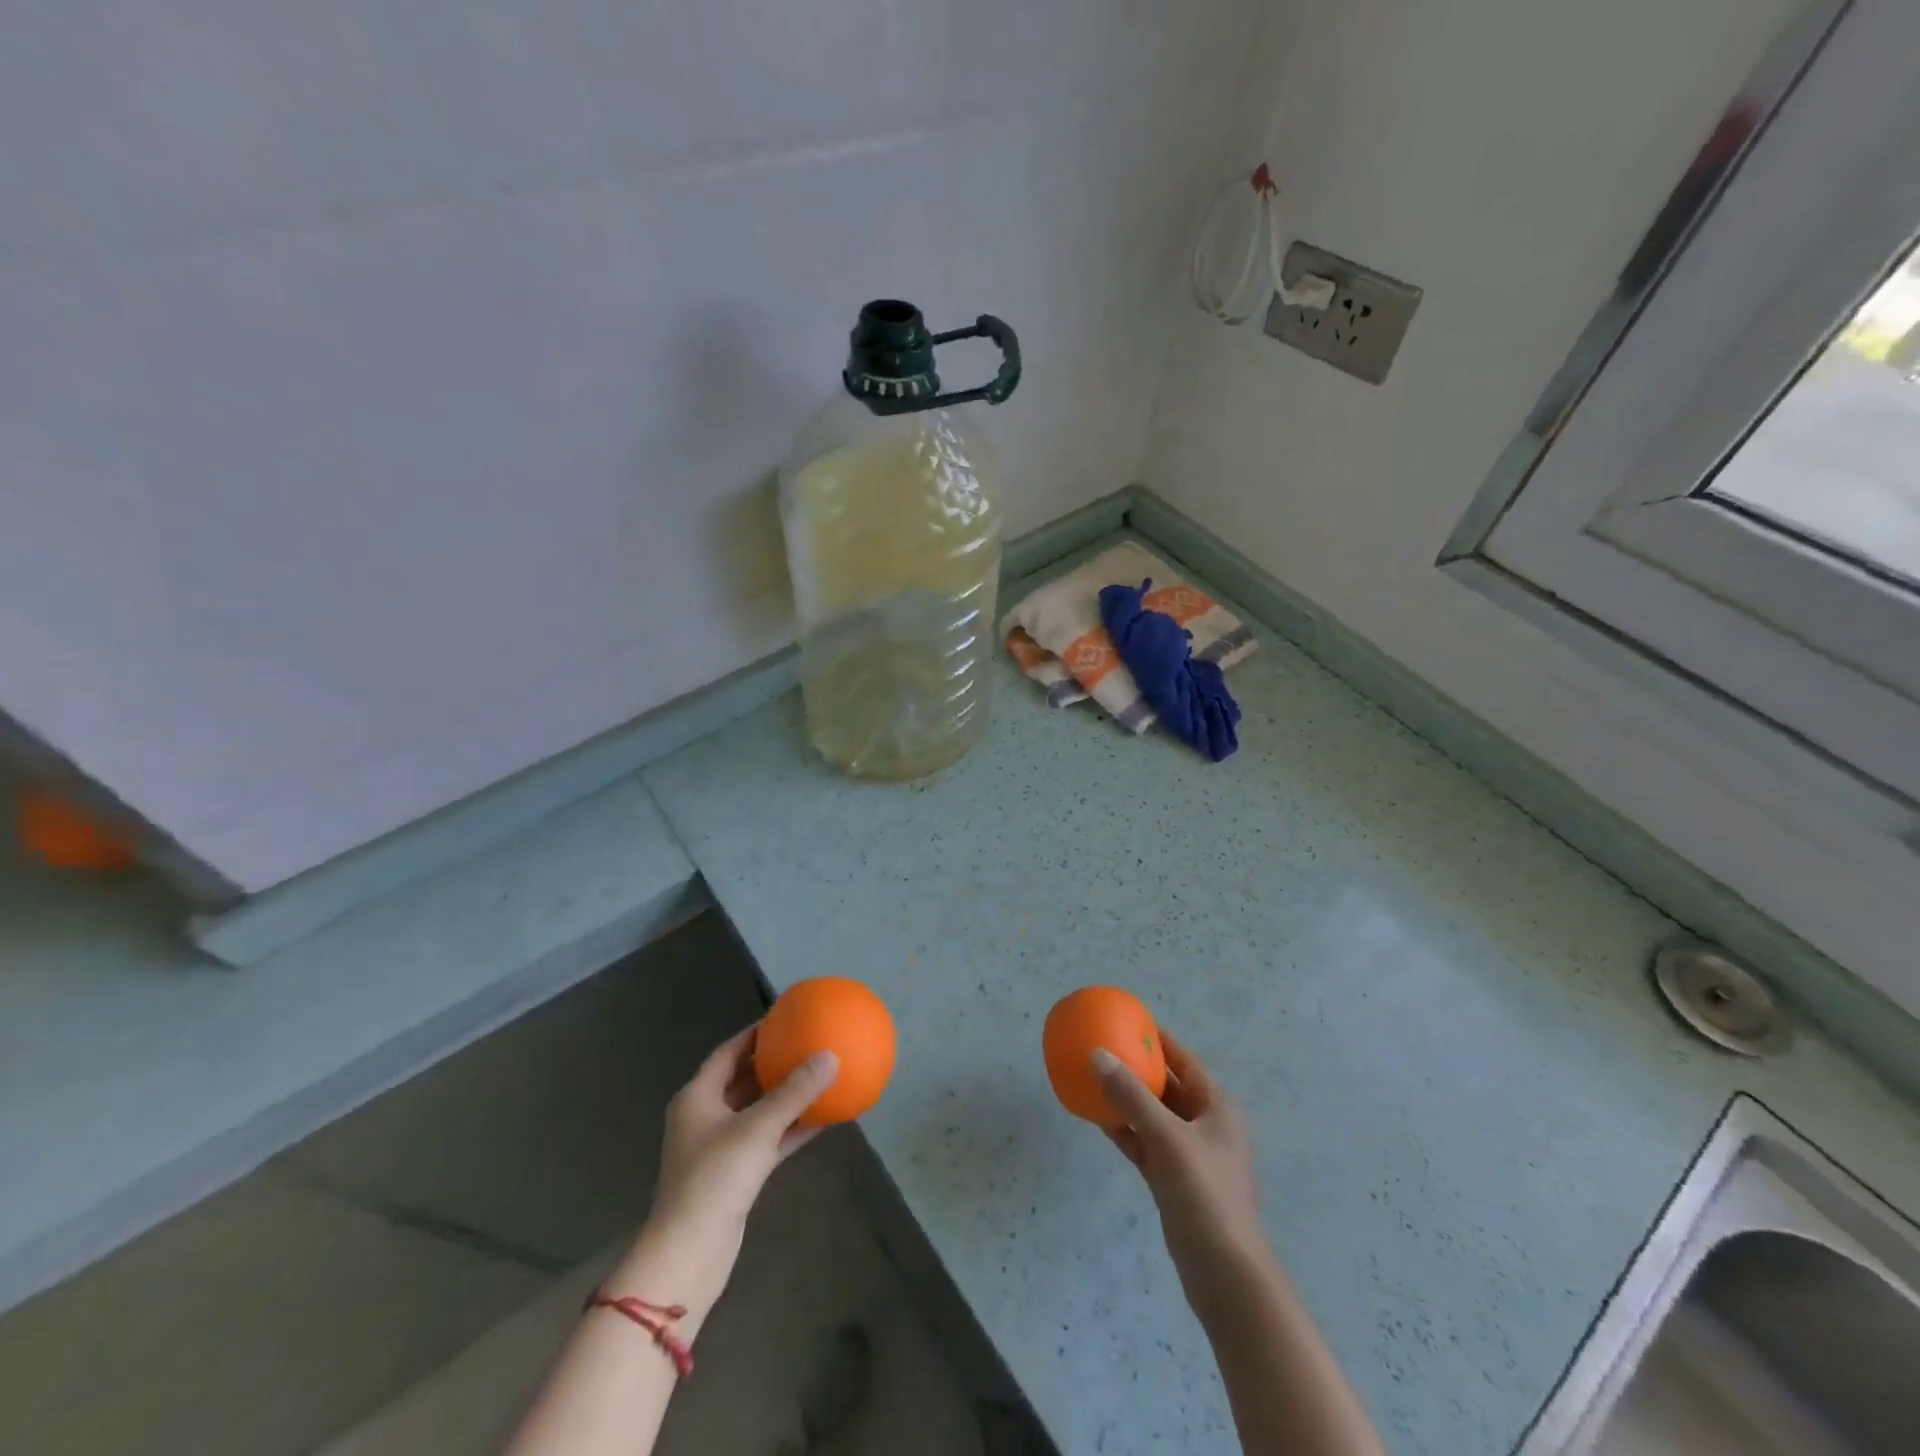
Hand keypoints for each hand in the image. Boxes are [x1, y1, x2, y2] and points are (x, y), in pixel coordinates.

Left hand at [614, 1025, 838, 1319]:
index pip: (728, 1051)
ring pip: (760, 1109)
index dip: (756, 1032)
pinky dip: (794, 1126)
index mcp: (698, 1097)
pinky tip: (826, 1116)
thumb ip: (795, 1092)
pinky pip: (770, 1137)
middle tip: (809, 1041)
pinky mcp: (738, 1173)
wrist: (690, 1254)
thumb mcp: (757, 1128)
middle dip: (775, 1061)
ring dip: (789, 1094)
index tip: (786, 1017)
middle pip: (745, 1078)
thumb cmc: (714, 1179)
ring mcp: (722, 1146)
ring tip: (822, 1072)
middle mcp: (707, 1116)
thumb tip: (831, 1055)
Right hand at [1093, 1033, 1269, 1312]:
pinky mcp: (1173, 1181)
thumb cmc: (1204, 1193)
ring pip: (1152, 1116)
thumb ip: (1131, 1096)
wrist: (1224, 1273)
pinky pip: (1145, 1143)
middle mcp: (1205, 1125)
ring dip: (1126, 1100)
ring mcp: (1189, 1155)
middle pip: (1167, 1087)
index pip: (1185, 1062)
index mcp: (1216, 1108)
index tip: (1130, 1022)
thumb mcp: (1166, 1137)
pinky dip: (1124, 1130)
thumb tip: (1097, 1054)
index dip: (1160, 1041)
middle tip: (1104, 1047)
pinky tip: (1096, 1118)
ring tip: (1092, 1077)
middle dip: (1138, 1069)